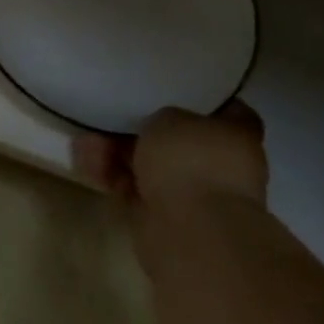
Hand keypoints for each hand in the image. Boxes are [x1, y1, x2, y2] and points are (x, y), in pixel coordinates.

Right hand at [76, 102, 269, 264]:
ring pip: (151, 167)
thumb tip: (158, 130)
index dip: (195, 100)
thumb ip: (162, 118)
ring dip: (118, 154)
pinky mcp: (164, 219)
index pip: (224, 110)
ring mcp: (193, 195)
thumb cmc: (191, 162)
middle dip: (141, 132)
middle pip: (177, 141)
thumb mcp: (170, 117)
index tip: (166, 92)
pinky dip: (112, 177)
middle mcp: (220, 166)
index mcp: (238, 136)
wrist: (191, 232)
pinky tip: (85, 161)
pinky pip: (135, 189)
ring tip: (86, 141)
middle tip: (110, 117)